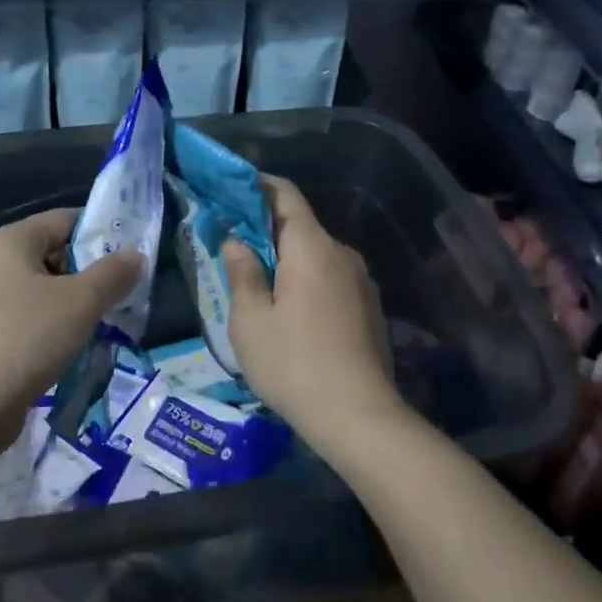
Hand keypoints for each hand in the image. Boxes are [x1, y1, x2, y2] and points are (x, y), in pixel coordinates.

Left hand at [0, 208, 140, 451]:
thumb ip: (113, 274)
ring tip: (100, 325)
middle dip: (87, 273)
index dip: (99, 233)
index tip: (129, 256)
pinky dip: (46, 328)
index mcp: (8, 241)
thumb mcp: (81, 302)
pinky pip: (21, 320)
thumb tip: (135, 255)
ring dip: (69, 305)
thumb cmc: (26, 338)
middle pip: (49, 254)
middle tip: (120, 294)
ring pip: (36, 291)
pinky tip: (66, 350)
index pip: (63, 219)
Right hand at [222, 176, 399, 450]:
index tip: (231, 188)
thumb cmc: (293, 363)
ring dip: (288, 260)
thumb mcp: (250, 320)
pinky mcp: (370, 308)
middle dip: (267, 229)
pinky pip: (332, 280)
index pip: (286, 195)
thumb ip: (242, 272)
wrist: (358, 416)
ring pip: (317, 256)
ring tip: (259, 283)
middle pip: (302, 227)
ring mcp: (362, 281)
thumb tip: (237, 241)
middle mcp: (342, 254)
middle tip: (234, 244)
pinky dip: (308, 282)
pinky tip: (292, 312)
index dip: (257, 185)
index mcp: (312, 247)